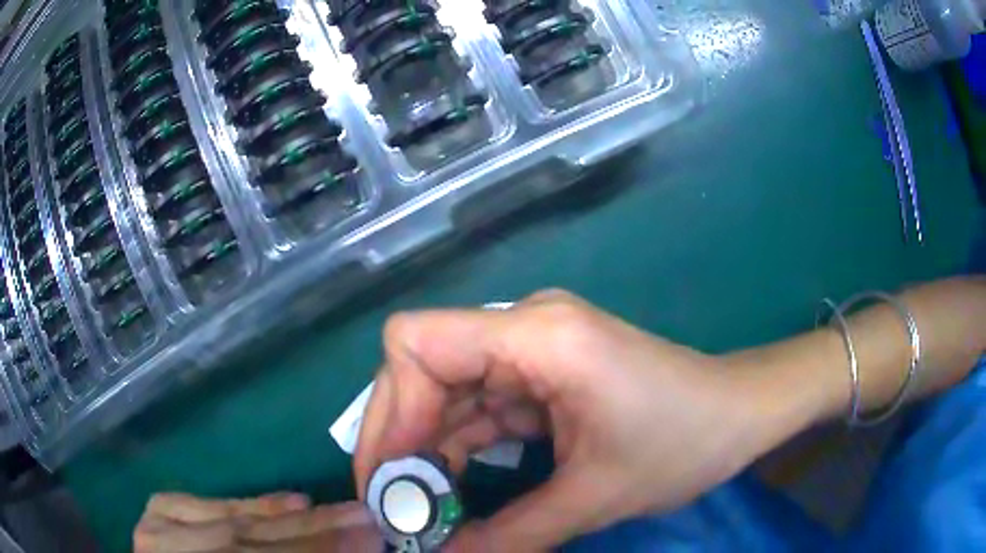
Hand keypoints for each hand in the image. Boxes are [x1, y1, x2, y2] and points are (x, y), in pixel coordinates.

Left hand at [134, 493, 381, 551]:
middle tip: (363, 520)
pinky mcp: (155, 517)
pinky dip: (250, 504)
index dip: (318, 552)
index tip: (369, 539)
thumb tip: (349, 549)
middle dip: (313, 534)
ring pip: (229, 523)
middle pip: (248, 545)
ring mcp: (156, 536)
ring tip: (337, 511)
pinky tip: (289, 501)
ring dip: (289, 518)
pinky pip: (209, 505)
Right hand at [355, 290, 810, 551]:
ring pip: (446, 391)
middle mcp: (524, 327)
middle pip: (422, 369)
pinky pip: (480, 404)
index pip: (415, 342)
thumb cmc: (684, 442)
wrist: (741, 412)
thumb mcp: (594, 498)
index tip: (388, 478)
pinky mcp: (543, 371)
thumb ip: (508, 535)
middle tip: (395, 506)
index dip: (388, 410)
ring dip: (428, 449)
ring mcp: (533, 347)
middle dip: (400, 439)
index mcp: (536, 336)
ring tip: (421, 507)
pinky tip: (456, 485)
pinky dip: (460, 446)